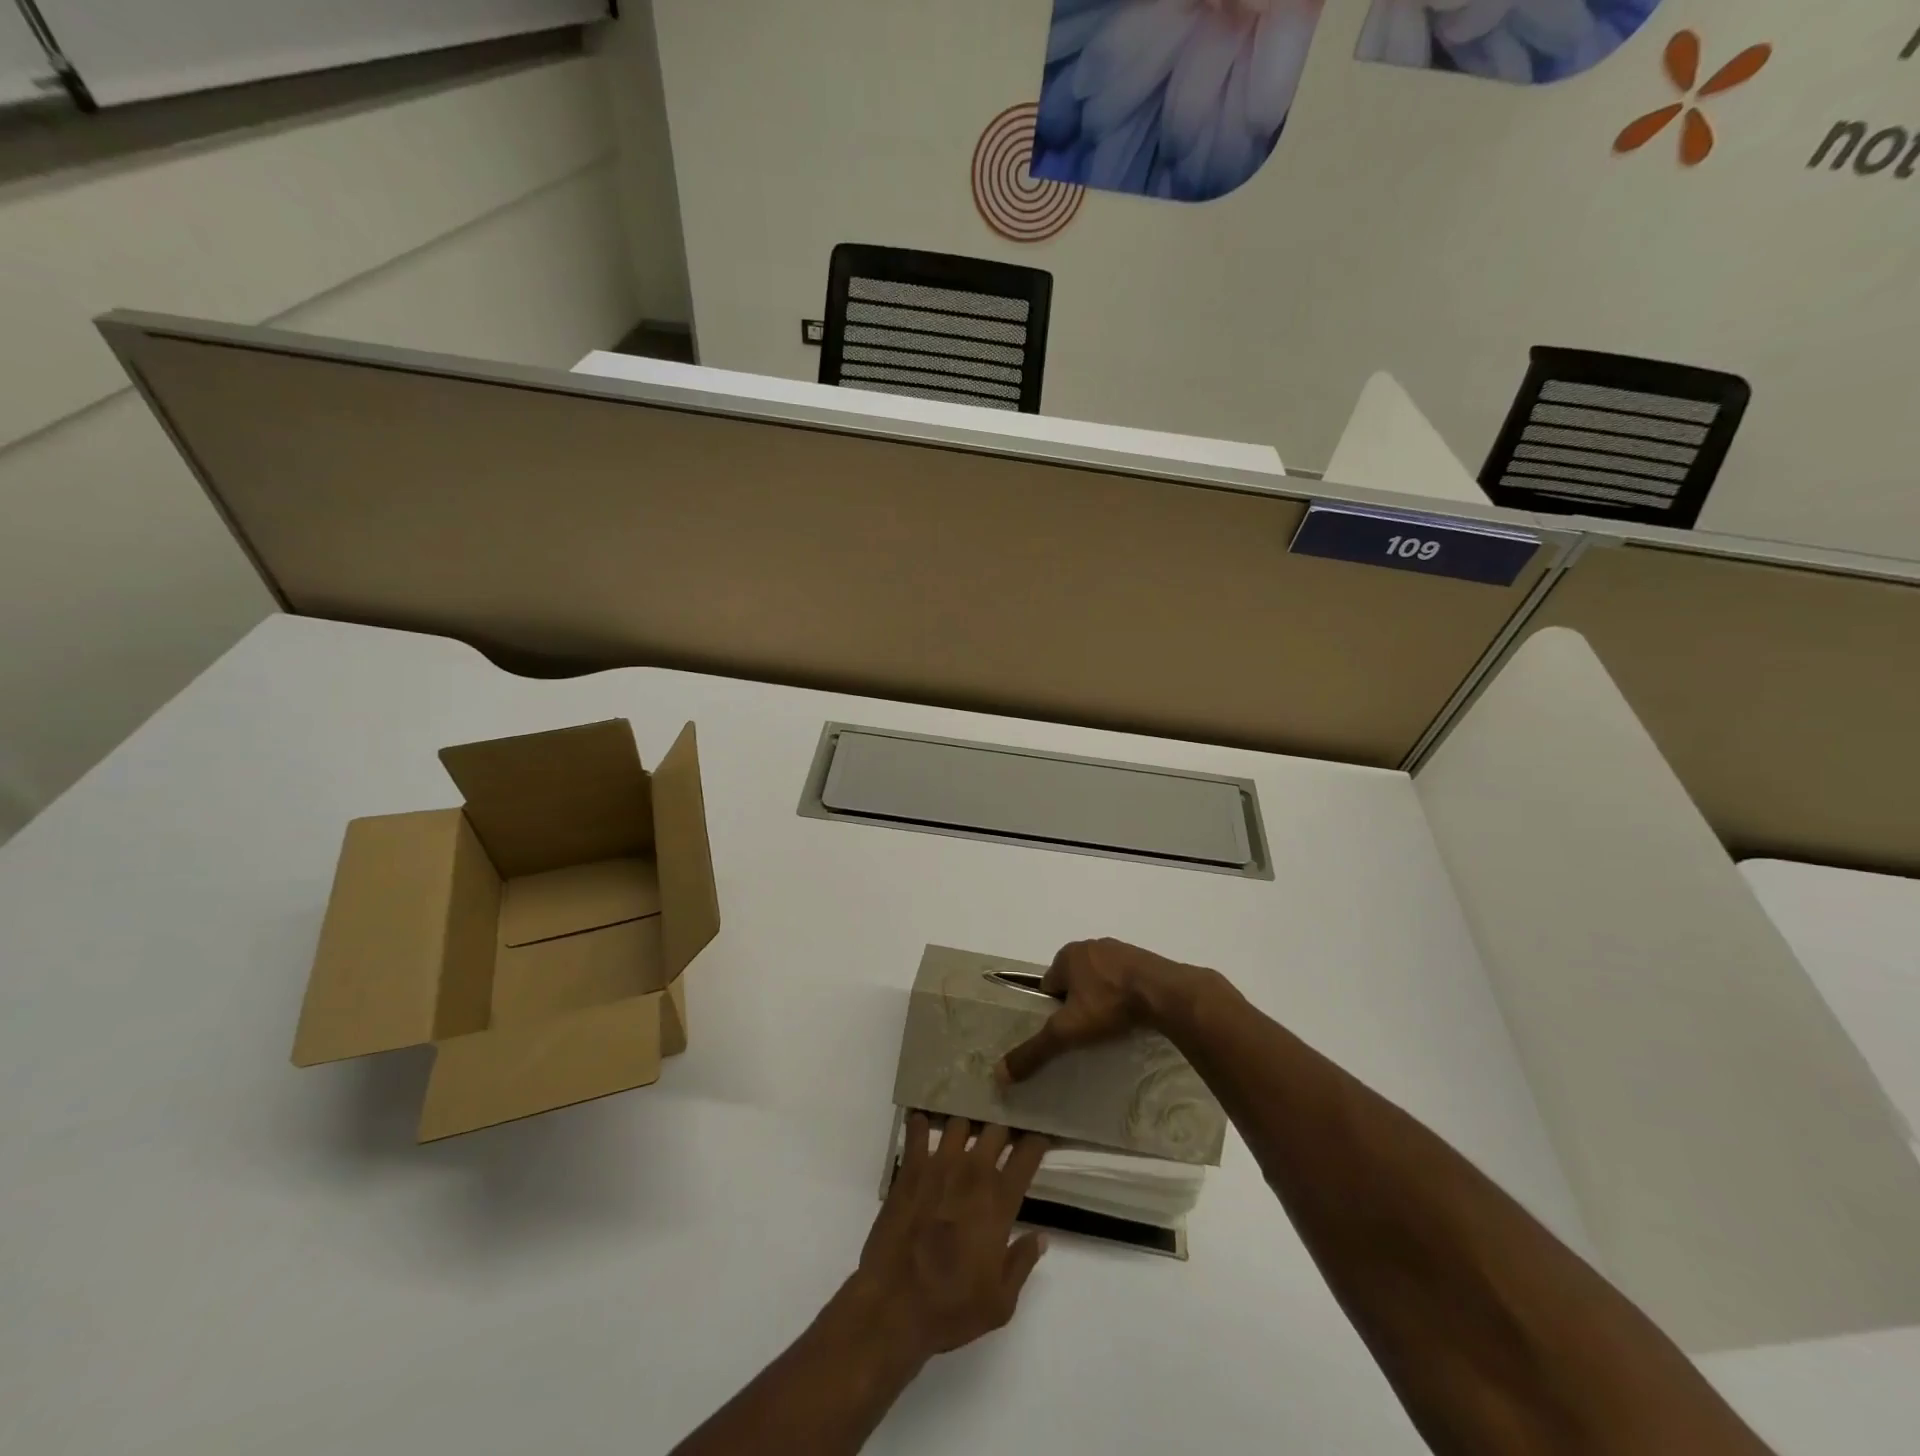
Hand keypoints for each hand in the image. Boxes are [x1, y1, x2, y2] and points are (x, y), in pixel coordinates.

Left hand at [853, 1115, 1048, 1361]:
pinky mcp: (910, 1168)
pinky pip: (917, 1130)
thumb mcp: (1000, 1302)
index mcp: (999, 1200)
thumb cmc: (951, 1307)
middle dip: (1003, 1129)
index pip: (1027, 1154)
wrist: (893, 1305)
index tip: (1037, 1140)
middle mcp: (973, 1172)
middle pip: (996, 1128)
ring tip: (965, 1136)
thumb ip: (1023, 1262)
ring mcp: (939, 1164)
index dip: (1036, 1142)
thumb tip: (1041, 1237)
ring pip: (959, 1122)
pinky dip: (921, 1125)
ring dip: (966, 1127)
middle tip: (1002, 1139)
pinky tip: (922, 1128)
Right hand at [995, 938, 1201, 1084]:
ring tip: (1111, 1027)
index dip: (1052, 1009)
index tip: (1065, 1032)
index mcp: (1067, 954)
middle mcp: (1090, 946)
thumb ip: (1035, 1050)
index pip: (1048, 985)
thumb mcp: (1067, 1031)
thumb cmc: (1109, 1004)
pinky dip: (1123, 995)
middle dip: (1077, 1003)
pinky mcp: (1144, 959)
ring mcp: (1119, 950)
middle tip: (1088, 1032)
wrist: (1165, 993)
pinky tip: (1131, 1015)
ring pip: (1099, 979)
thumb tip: (999, 1074)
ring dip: (1101, 998)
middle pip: (1073, 981)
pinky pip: (1124, 979)